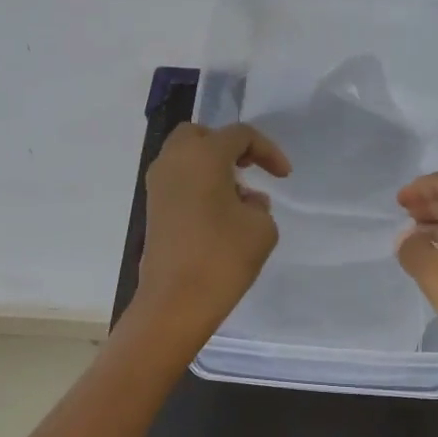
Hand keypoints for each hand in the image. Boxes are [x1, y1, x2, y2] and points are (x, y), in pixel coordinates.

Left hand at [135, 122, 290, 342]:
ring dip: (212, 166)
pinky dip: (198, 184)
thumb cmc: (223, 258)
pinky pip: (178, 180)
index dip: (268, 150)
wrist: (175, 301)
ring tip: (238, 196)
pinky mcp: (153, 208)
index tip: (284, 177)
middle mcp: (174, 161)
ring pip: (185, 157)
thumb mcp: (261, 228)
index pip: (239, 135)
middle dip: (229, 146)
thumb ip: (259, 205)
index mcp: (203, 155)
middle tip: (250, 168)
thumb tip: (245, 200)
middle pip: (201, 136)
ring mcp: (158, 184)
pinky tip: (219, 213)